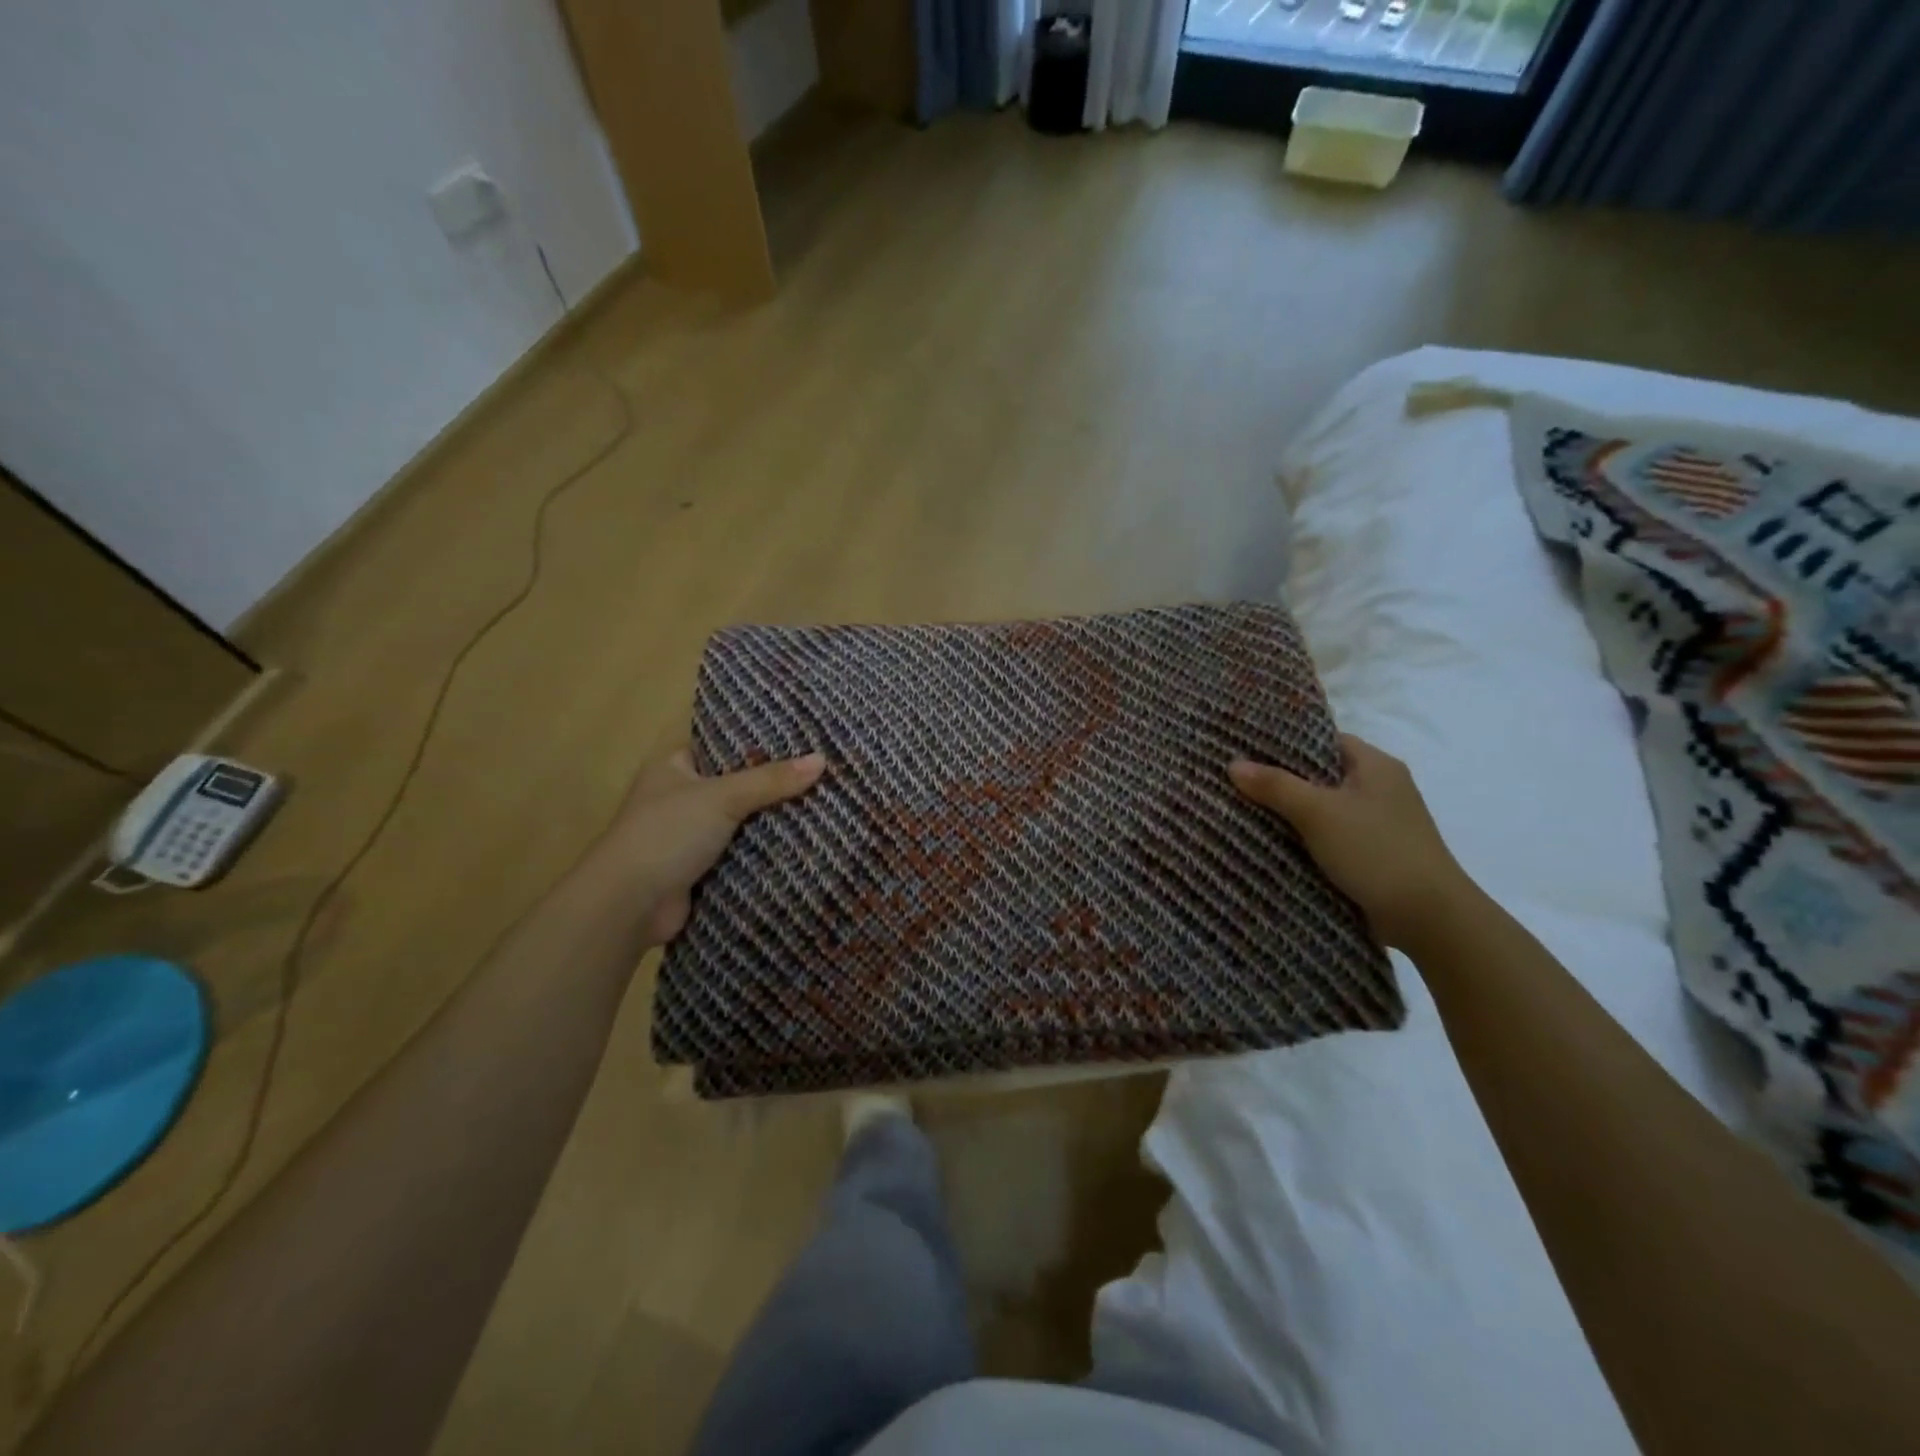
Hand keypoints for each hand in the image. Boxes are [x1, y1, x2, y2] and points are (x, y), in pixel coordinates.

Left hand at [591, 749, 825, 946]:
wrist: (629, 904)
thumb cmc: (667, 834)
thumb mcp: (722, 797)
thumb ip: (771, 780)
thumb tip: (822, 760)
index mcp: (674, 766)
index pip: (723, 744)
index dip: (760, 741)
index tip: (803, 738)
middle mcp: (681, 796)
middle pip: (738, 783)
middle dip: (774, 783)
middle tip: (823, 772)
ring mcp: (691, 835)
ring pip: (742, 820)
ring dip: (772, 820)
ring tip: (825, 804)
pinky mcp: (702, 869)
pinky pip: (742, 852)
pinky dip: (765, 851)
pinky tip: (804, 843)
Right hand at [1228, 735, 1471, 949]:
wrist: (1428, 917)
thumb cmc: (1376, 851)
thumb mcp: (1318, 813)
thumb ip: (1275, 786)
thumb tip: (1233, 764)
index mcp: (1375, 765)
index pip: (1323, 740)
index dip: (1284, 742)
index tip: (1244, 748)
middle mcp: (1380, 788)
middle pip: (1319, 774)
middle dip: (1279, 779)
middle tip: (1234, 780)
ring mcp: (1378, 823)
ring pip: (1322, 807)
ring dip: (1289, 812)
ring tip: (1241, 809)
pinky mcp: (1372, 854)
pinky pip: (1328, 836)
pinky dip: (1303, 838)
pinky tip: (1270, 843)